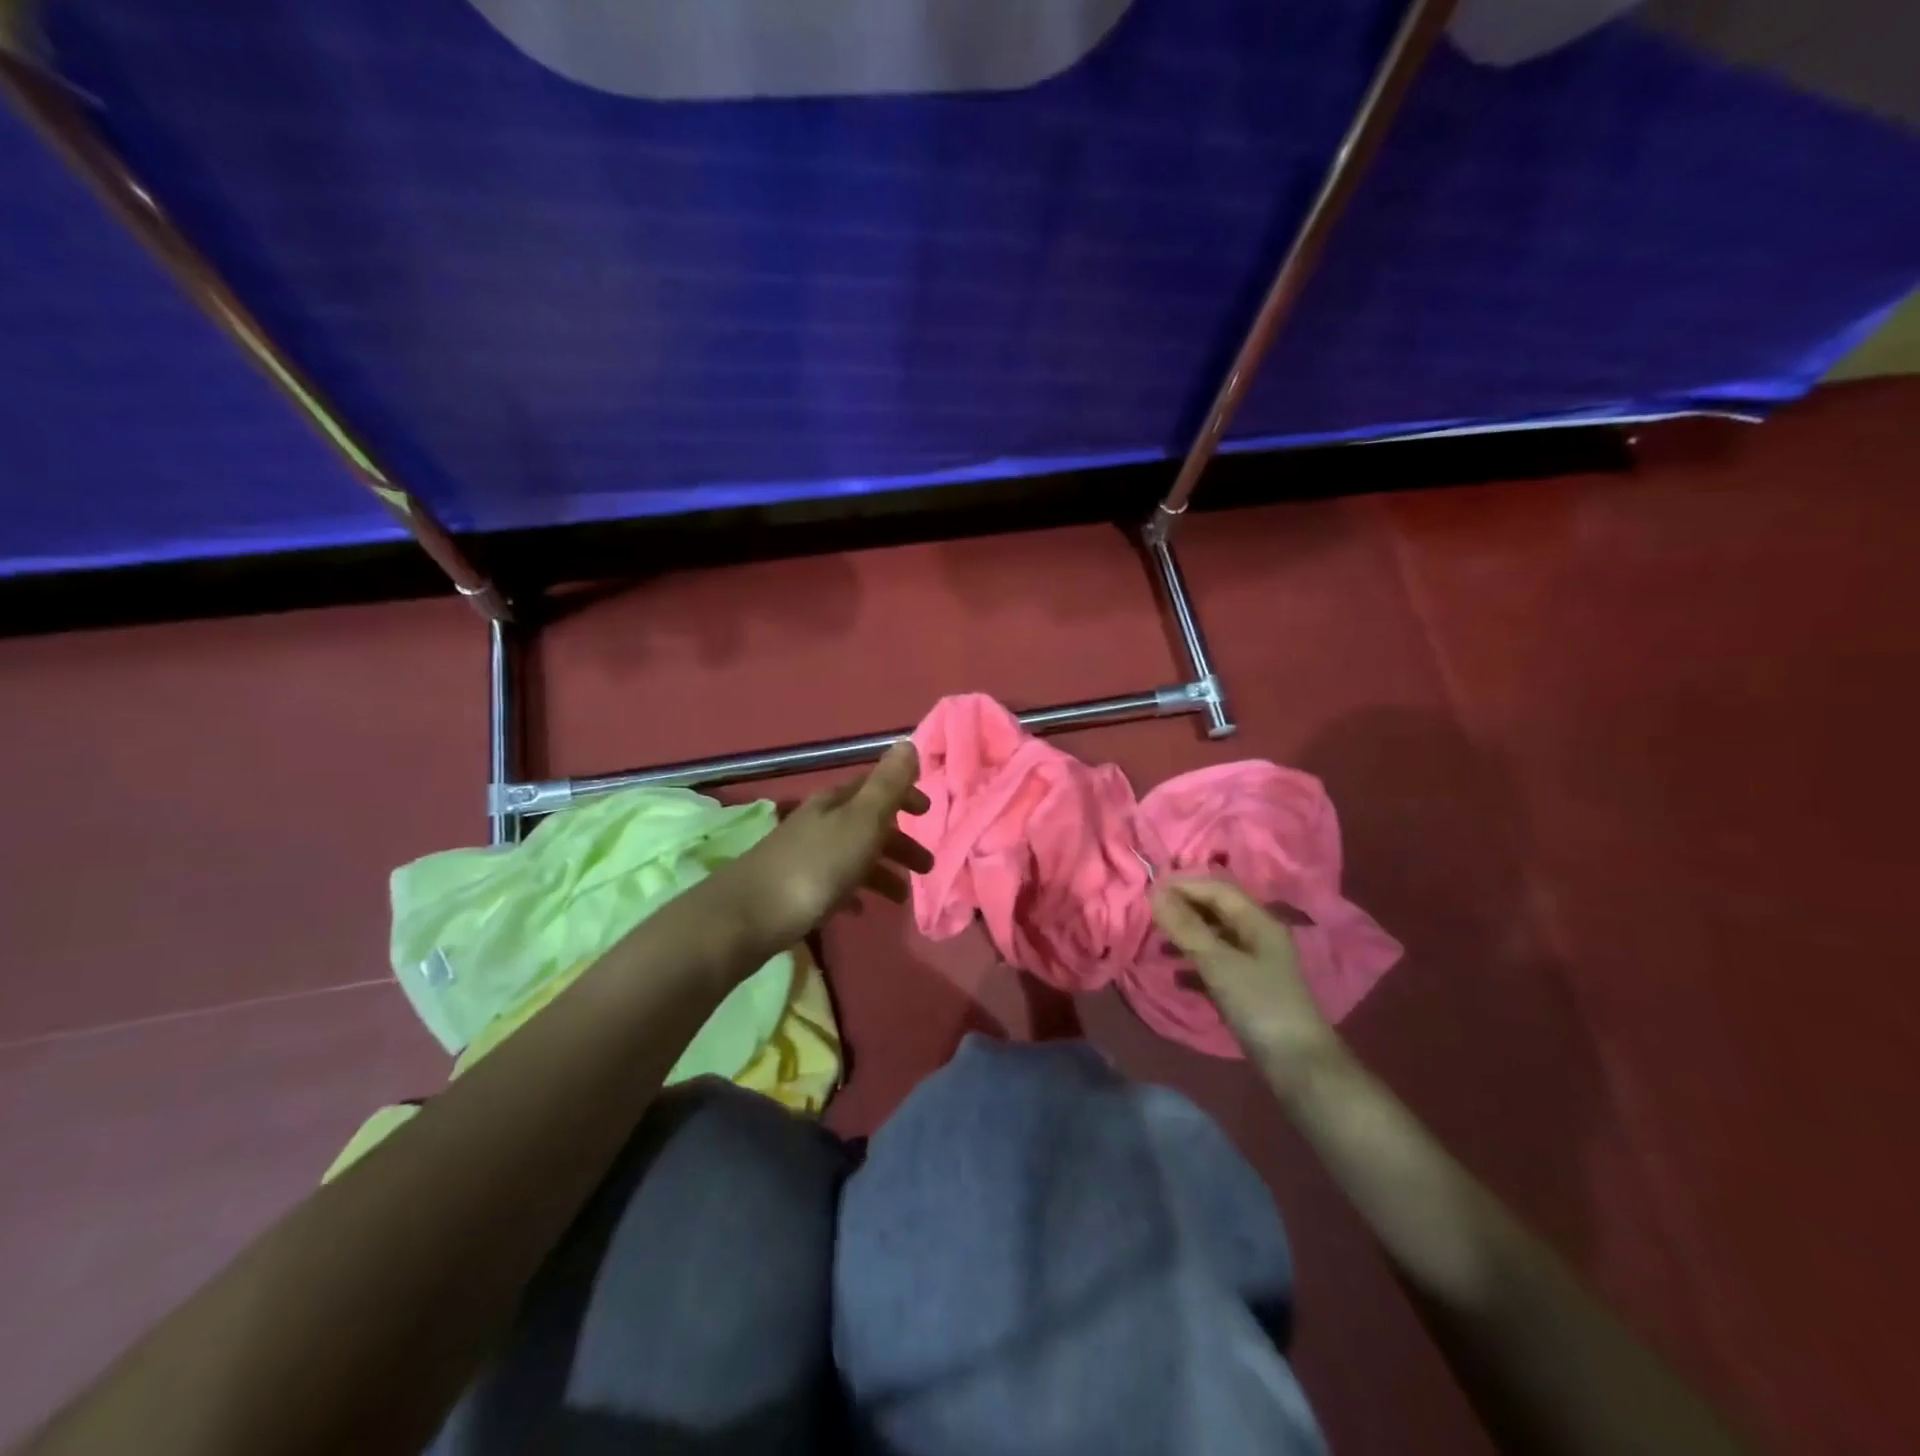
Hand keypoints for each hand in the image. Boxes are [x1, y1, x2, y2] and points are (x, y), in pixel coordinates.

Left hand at [726, 741, 932, 949]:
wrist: (749, 916)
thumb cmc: (817, 866)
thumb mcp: (861, 821)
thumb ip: (887, 785)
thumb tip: (908, 742)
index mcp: (836, 803)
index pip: (875, 787)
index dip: (903, 795)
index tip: (929, 812)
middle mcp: (819, 823)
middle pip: (866, 825)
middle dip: (899, 842)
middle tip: (926, 867)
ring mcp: (804, 856)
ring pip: (852, 856)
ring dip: (881, 872)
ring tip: (901, 898)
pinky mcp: (793, 889)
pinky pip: (833, 886)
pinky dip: (853, 893)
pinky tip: (861, 910)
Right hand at [1151, 879, 1340, 1076]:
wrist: (1297, 1065)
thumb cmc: (1259, 1004)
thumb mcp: (1218, 962)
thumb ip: (1186, 927)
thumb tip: (1155, 892)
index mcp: (1258, 921)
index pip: (1217, 888)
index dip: (1184, 884)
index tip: (1149, 889)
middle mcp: (1258, 935)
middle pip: (1216, 910)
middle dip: (1183, 908)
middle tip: (1149, 915)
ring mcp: (1254, 963)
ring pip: (1214, 937)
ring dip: (1186, 936)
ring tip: (1157, 944)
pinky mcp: (1248, 988)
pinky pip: (1215, 964)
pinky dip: (1194, 964)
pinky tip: (1175, 975)